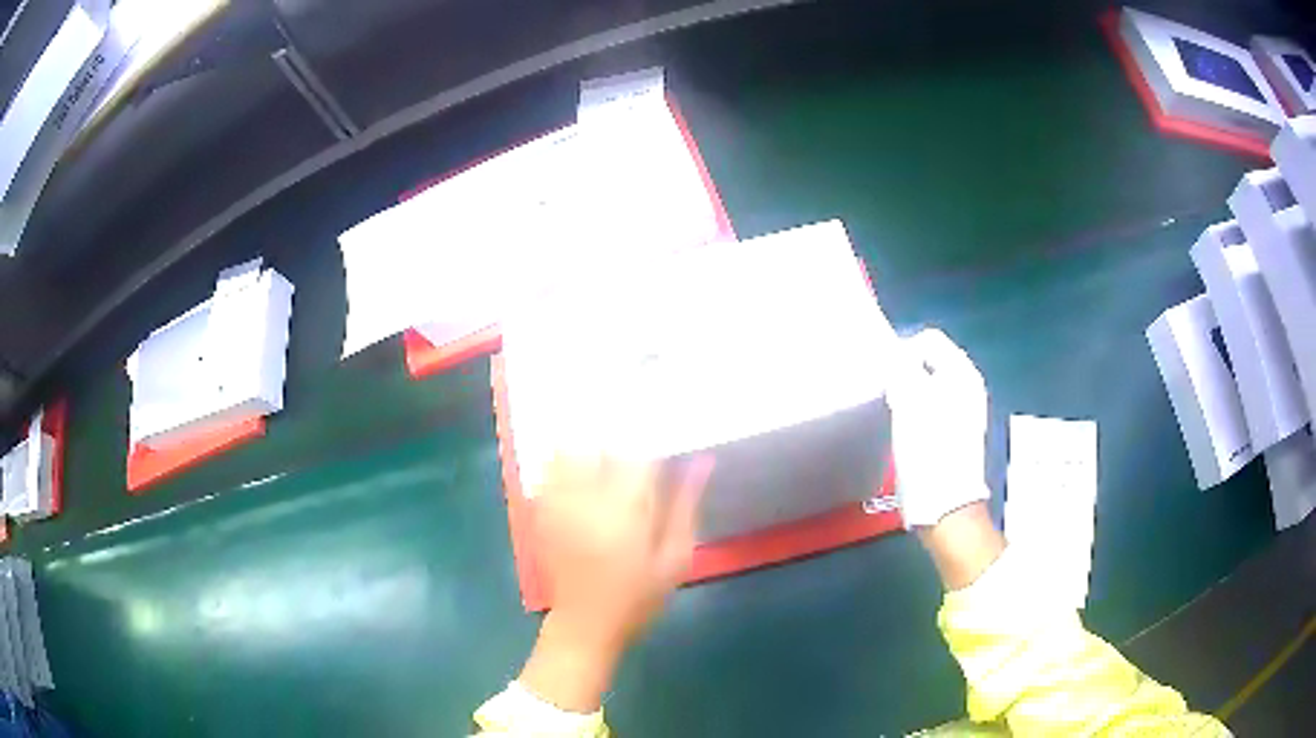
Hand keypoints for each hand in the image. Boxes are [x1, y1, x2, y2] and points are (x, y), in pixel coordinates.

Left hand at [518, 454, 713, 711]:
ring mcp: (558, 503)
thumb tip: (703, 461)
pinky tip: (578, 469)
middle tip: (632, 447)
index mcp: (626, 508)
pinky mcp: (541, 512)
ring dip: (586, 444)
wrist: (586, 624)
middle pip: (597, 442)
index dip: (653, 440)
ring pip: (566, 450)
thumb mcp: (675, 557)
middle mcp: (587, 497)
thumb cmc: (639, 595)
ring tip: (604, 453)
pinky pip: (547, 471)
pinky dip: (561, 461)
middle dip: (615, 438)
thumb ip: (687, 506)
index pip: (638, 453)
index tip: (664, 439)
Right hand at [888, 328, 989, 528]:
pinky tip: (906, 432)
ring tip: (894, 415)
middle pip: (929, 362)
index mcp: (963, 373)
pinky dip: (915, 413)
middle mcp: (968, 387)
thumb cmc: (929, 451)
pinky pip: (930, 408)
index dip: (903, 352)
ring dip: (908, 395)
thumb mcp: (910, 402)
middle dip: (904, 374)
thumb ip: (901, 368)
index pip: (928, 340)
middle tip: (887, 396)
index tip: (886, 378)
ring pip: (928, 387)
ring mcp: (964, 412)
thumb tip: (894, 356)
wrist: (945, 506)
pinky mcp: (954, 434)